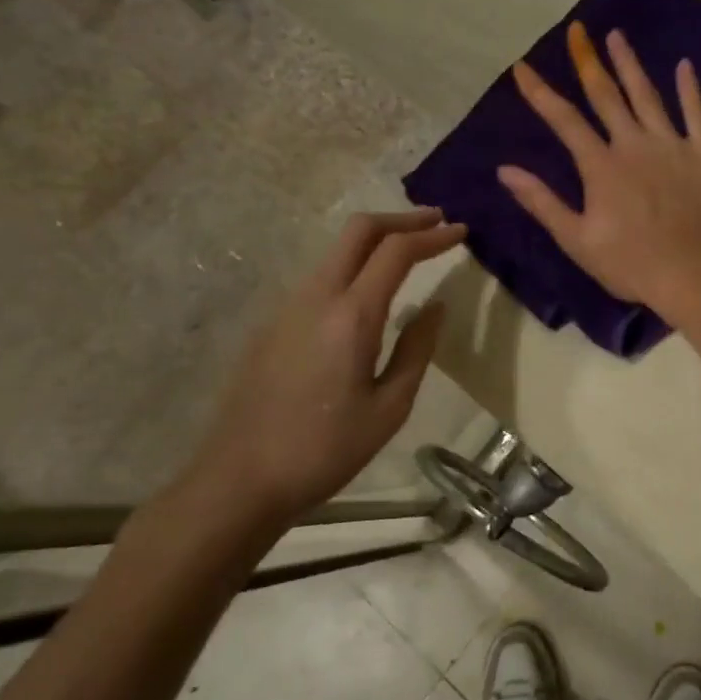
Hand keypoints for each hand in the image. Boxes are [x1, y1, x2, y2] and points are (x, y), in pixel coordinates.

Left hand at [179, 208, 465, 540]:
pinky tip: (370, 292)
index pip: (397, 251)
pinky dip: (354, 266)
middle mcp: (316, 296)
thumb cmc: (324, 450)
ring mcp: (288, 307)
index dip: (433, 236)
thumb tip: (434, 306)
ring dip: (376, 241)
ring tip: (410, 253)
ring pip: (337, 251)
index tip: (461, 232)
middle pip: (359, 231)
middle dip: (402, 219)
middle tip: (437, 223)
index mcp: (351, 316)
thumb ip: (417, 349)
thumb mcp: (389, 407)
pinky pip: (322, 277)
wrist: (239, 480)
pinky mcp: (273, 324)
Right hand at [499, 22, 700, 321]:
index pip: (564, 120)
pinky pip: (696, 114)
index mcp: (601, 165)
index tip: (522, 66)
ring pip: (647, 95)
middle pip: (606, 95)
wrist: (694, 275)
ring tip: (617, 35)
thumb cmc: (631, 264)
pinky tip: (684, 65)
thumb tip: (506, 170)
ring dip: (630, 64)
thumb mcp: (577, 240)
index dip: (540, 92)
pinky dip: (689, 89)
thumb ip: (542, 202)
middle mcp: (634, 144)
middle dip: (587, 60)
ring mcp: (671, 145)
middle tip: (577, 30)